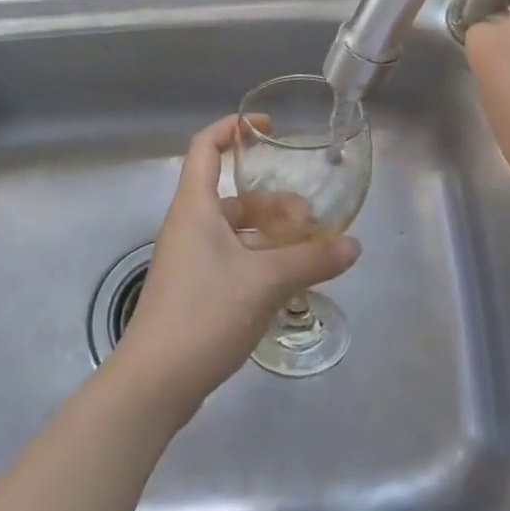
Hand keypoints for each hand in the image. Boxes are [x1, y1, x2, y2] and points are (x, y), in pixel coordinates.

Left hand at [111, 116, 360, 413]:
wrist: (155, 382)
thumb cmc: (205, 313)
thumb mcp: (266, 281)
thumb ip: (312, 260)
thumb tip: (353, 245)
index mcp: (195, 208)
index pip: (205, 147)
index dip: (232, 129)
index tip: (267, 128)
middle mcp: (188, 227)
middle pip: (231, 196)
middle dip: (271, 201)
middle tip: (310, 218)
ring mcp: (188, 260)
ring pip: (234, 231)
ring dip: (269, 234)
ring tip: (307, 250)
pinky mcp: (193, 290)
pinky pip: (230, 259)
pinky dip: (259, 259)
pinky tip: (286, 281)